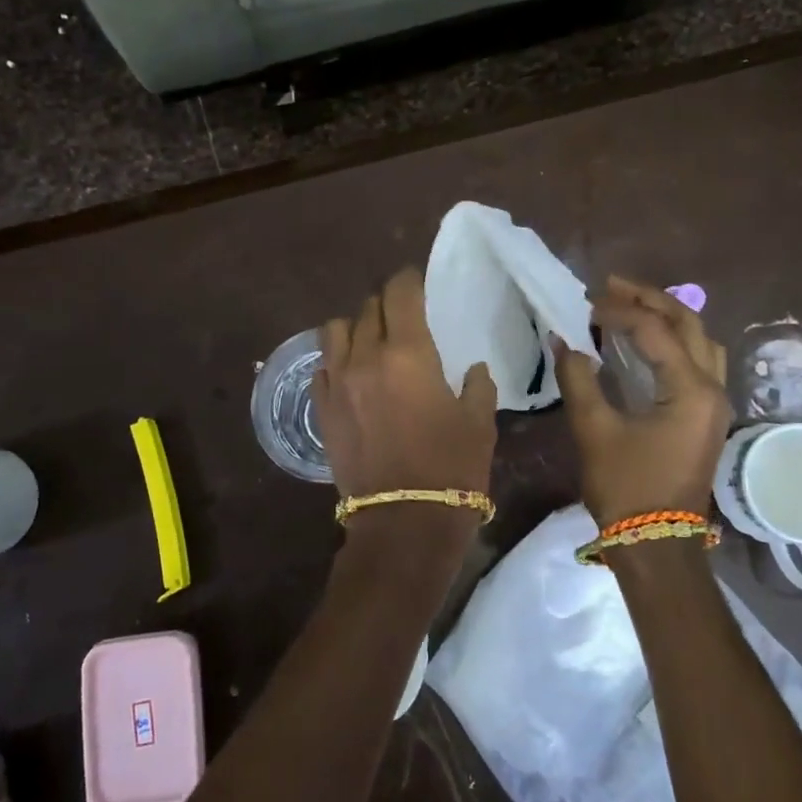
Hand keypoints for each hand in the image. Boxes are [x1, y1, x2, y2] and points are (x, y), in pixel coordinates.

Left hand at [313, 267, 497, 508]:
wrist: (403, 521)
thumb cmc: (451, 469)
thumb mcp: (479, 423)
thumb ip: (478, 386)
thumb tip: (473, 370)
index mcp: (409, 353)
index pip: (401, 293)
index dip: (409, 279)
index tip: (416, 280)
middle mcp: (366, 358)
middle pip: (369, 308)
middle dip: (388, 303)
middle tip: (403, 314)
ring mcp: (337, 382)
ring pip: (336, 330)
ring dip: (356, 326)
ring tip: (372, 339)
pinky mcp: (321, 408)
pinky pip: (322, 365)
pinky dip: (337, 358)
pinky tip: (352, 372)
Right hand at [554, 276, 732, 527]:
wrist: (656, 543)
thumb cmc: (626, 487)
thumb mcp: (595, 430)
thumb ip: (578, 379)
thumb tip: (562, 341)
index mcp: (691, 389)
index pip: (654, 331)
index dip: (617, 311)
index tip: (584, 305)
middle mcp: (713, 388)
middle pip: (688, 323)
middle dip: (649, 299)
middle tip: (610, 286)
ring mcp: (715, 403)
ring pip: (699, 340)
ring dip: (667, 316)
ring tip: (630, 306)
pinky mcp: (706, 415)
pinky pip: (698, 361)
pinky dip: (673, 341)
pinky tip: (646, 342)